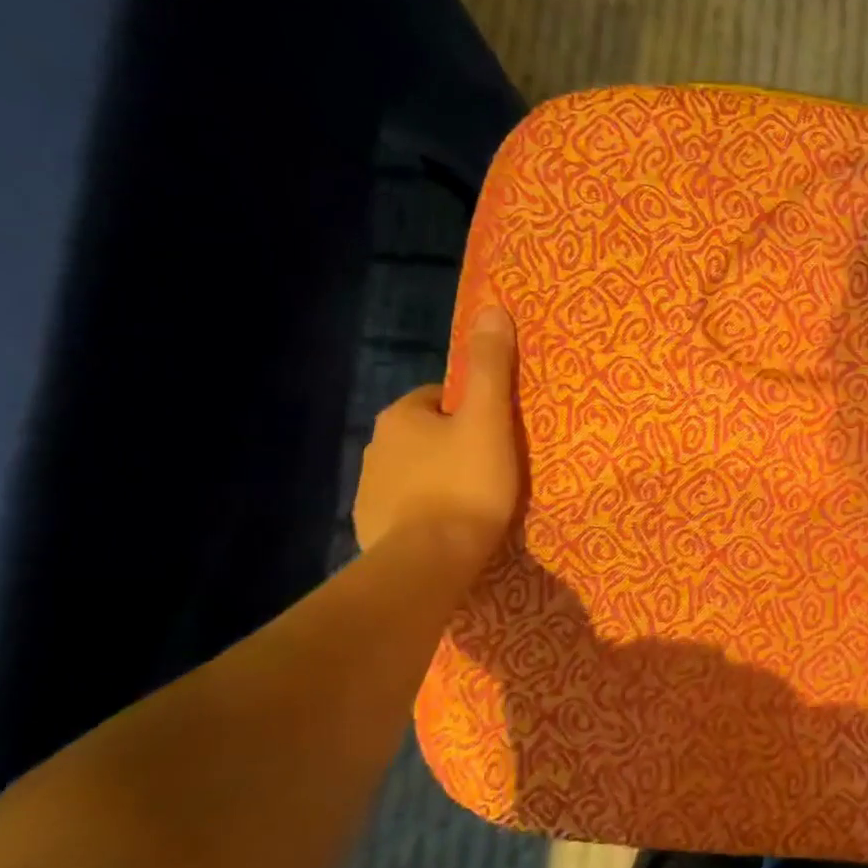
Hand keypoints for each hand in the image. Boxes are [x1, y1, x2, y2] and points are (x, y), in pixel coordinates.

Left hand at [354, 305, 521, 565]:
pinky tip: (450, 526)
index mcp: (402, 416)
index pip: (442, 397)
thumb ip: (490, 366)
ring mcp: (370, 488)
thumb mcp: (489, 419)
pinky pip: (406, 505)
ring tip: (476, 499)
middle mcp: (377, 445)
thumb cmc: (466, 483)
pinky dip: (426, 509)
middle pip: (428, 433)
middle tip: (493, 467)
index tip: (498, 434)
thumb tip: (491, 307)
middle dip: (455, 444)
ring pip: (416, 469)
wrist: (429, 560)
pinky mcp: (370, 525)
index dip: (473, 411)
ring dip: (440, 476)